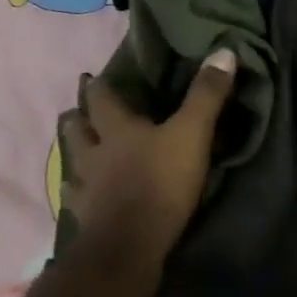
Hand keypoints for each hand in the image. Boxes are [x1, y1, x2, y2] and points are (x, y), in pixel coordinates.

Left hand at [59, 49, 238, 256]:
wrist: (128, 246)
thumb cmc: (160, 183)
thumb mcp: (192, 134)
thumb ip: (206, 95)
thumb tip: (224, 50)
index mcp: (116, 129)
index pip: (101, 98)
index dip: (99, 87)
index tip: (94, 77)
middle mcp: (93, 153)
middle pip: (77, 129)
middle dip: (77, 118)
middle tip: (78, 110)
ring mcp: (85, 187)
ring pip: (72, 163)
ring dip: (74, 155)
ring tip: (76, 152)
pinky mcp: (85, 218)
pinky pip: (76, 201)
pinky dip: (77, 195)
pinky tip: (79, 197)